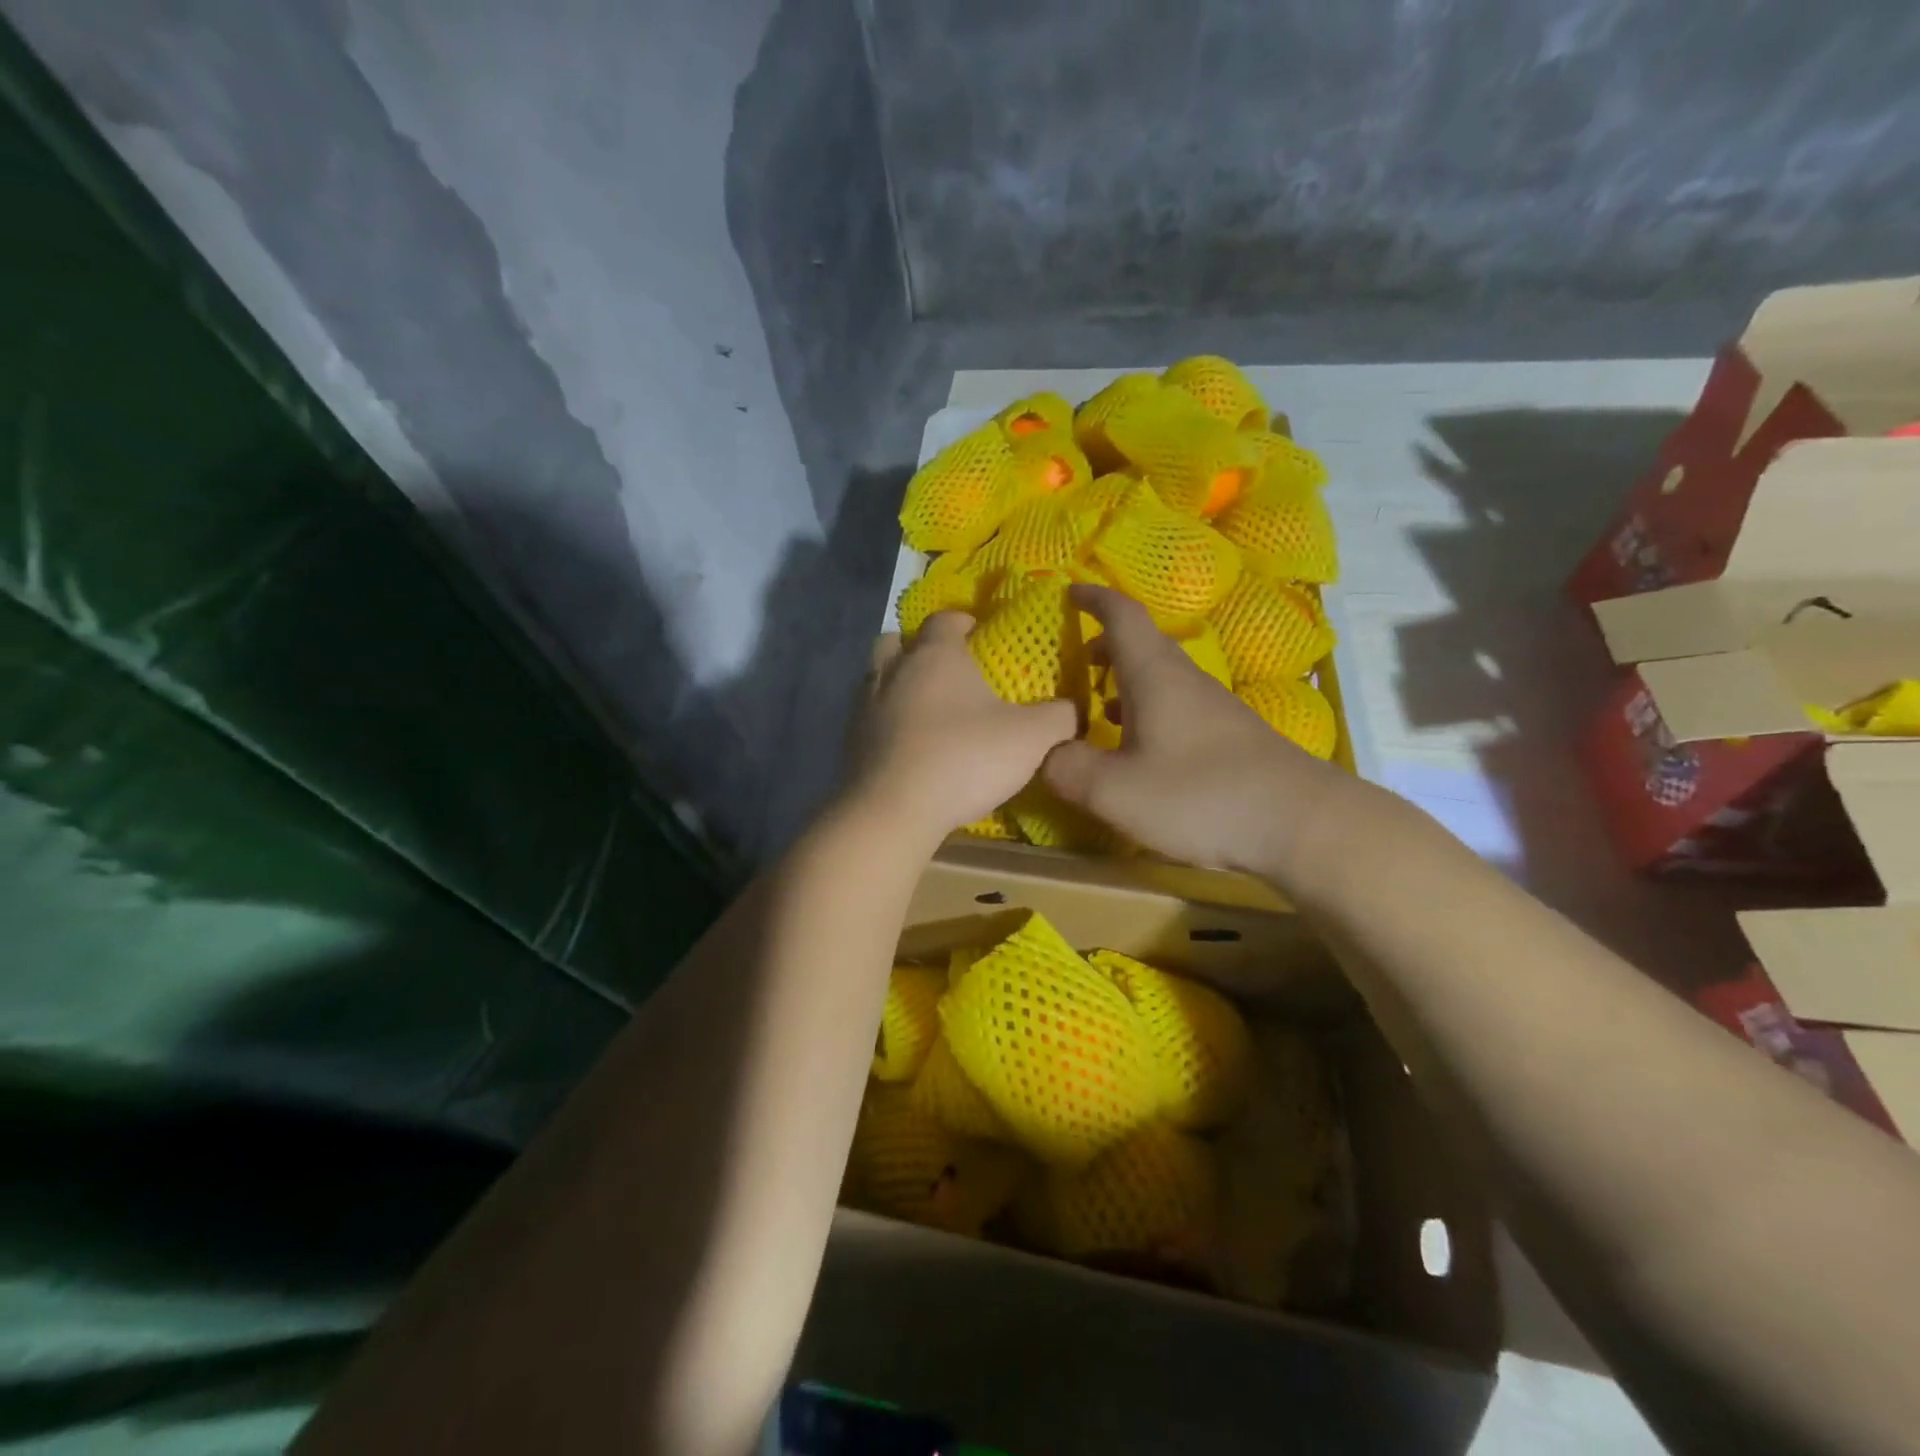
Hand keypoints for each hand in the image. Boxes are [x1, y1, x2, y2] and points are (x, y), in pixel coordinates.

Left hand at [846, 612, 1077, 842]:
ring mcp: (865, 705)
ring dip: (898, 683)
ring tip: (925, 708)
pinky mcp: (850, 740)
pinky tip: (907, 745)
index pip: (945, 619)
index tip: (978, 635)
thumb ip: (1059, 716)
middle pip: (899, 640)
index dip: (963, 622)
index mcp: (935, 654)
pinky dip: (887, 721)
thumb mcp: (1031, 738)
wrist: (893, 810)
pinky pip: (869, 716)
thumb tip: (1070, 709)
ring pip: (878, 676)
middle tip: (946, 671)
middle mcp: (894, 669)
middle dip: (920, 648)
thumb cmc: (964, 759)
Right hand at [1043, 586, 1351, 876]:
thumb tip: (1044, 753)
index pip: (1122, 616)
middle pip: (1142, 646)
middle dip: (1105, 646)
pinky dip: (1146, 712)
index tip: (1069, 592)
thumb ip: (1067, 768)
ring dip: (1125, 682)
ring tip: (1095, 707)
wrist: (1300, 824)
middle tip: (1073, 662)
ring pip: (1160, 679)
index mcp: (1154, 675)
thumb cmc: (1199, 795)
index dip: (1094, 599)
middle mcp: (1184, 681)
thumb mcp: (1114, 790)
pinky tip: (1137, 748)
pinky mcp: (1229, 738)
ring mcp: (1212, 708)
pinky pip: (1176, 707)